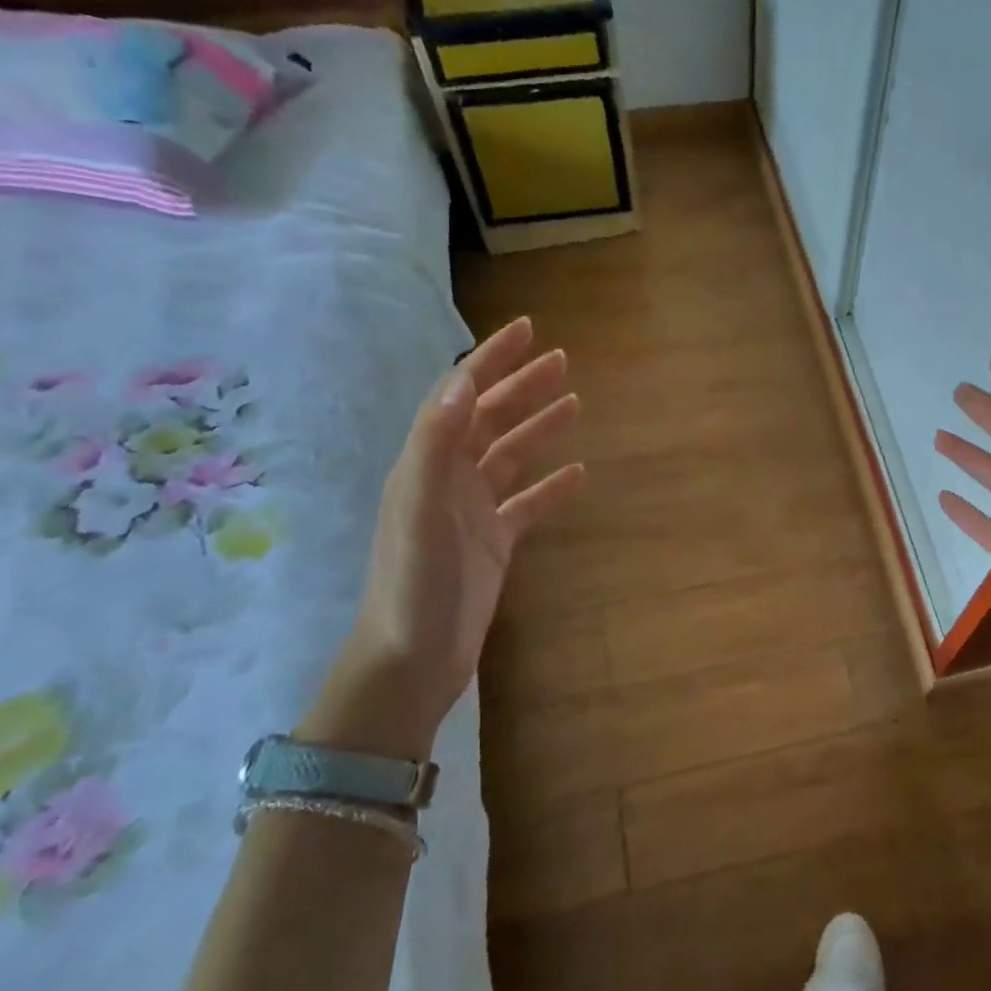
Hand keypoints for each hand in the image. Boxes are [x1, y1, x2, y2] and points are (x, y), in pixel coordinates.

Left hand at [300, 317, 583, 759]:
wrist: (413, 660)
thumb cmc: (414, 581)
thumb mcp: (419, 508)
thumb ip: (435, 444)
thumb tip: (461, 381)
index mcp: (426, 462)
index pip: (461, 396)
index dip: (492, 360)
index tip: (527, 330)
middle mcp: (448, 478)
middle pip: (490, 418)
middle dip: (523, 385)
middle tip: (563, 360)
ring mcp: (473, 512)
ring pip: (512, 456)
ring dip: (540, 428)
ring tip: (575, 403)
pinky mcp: (494, 543)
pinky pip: (528, 503)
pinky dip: (551, 486)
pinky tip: (578, 474)